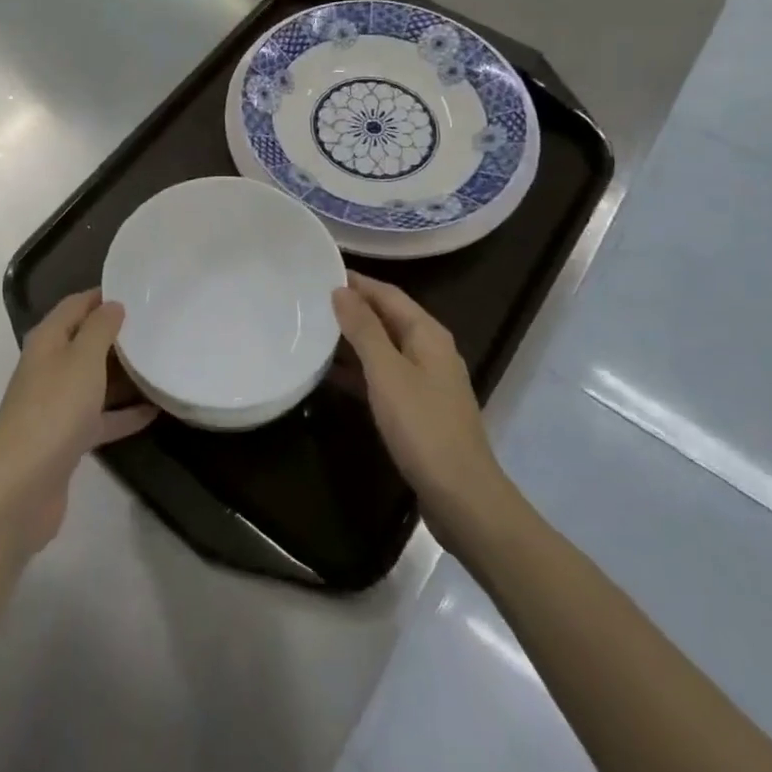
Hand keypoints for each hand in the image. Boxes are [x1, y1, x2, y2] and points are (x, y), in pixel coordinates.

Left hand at [0, 289, 157, 554]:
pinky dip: (124, 412)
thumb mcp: (82, 359)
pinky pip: (101, 416)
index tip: (139, 290)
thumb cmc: (54, 411)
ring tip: (161, 362)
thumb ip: (100, 329)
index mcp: (48, 340)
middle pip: (85, 341)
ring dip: (123, 374)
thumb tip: (112, 304)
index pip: (76, 305)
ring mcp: (56, 404)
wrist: (20, 489)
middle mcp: (49, 367)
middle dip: (118, 334)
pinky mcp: (67, 439)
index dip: (103, 295)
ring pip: (94, 379)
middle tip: (158, 325)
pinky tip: (155, 411)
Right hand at [333, 272, 510, 542]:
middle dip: (352, 309)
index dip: (356, 282)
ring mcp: (427, 381)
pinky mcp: (419, 409)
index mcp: (427, 334)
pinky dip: (359, 371)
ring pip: (384, 348)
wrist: (462, 498)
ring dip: (352, 340)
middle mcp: (430, 350)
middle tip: (309, 302)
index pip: (387, 294)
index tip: (319, 273)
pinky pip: (384, 376)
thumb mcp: (387, 373)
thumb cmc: (423, 427)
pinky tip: (330, 376)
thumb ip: (363, 329)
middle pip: (387, 318)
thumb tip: (341, 290)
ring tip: (312, 333)